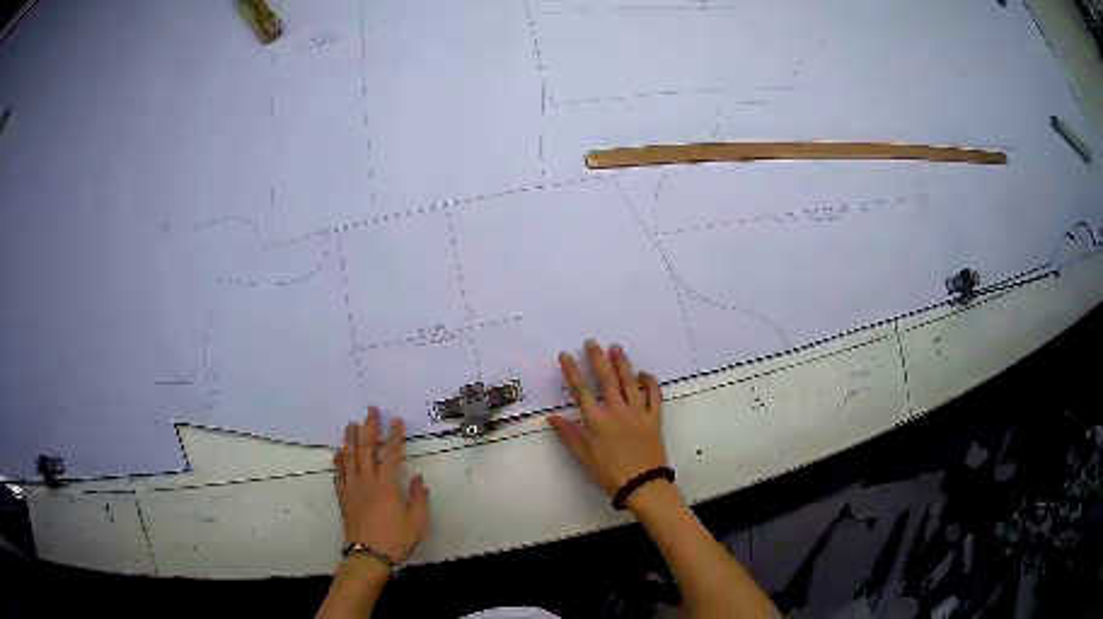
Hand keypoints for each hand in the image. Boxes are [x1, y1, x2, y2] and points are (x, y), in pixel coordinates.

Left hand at [333, 407, 429, 562]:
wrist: (369, 554)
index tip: (397, 420)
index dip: (396, 435)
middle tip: (371, 410)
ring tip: (352, 423)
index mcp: (387, 484)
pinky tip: (339, 451)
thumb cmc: (396, 538)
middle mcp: (367, 480)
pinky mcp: (343, 496)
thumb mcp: (417, 521)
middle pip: (368, 448)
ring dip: (351, 438)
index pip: (392, 453)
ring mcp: (352, 487)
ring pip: (350, 457)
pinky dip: (339, 459)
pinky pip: (339, 473)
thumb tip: (417, 478)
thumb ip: (418, 497)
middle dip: (370, 427)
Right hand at [549, 339, 665, 495]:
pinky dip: (650, 383)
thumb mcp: (584, 458)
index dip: (572, 371)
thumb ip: (569, 436)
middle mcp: (617, 411)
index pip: (581, 391)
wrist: (643, 484)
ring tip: (616, 347)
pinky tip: (645, 374)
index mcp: (597, 421)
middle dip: (598, 359)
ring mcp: (638, 413)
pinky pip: (654, 396)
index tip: (566, 355)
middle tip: (593, 342)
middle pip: (607, 379)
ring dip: (622, 363)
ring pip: (630, 382)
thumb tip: (553, 417)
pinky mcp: (654, 418)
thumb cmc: (610, 474)